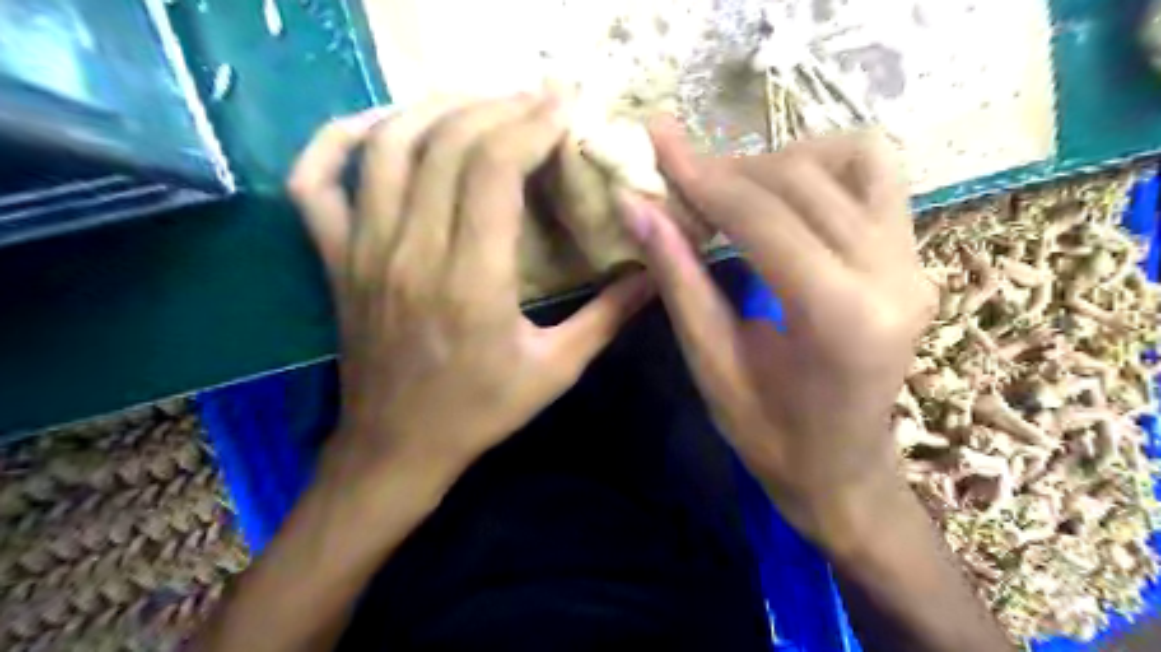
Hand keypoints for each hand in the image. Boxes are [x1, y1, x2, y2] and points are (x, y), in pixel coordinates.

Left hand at [286, 92, 650, 478]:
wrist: (397, 447)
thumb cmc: (480, 411)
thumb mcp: (557, 370)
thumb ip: (608, 317)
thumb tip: (657, 272)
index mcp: (472, 282)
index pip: (493, 169)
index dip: (530, 125)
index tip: (563, 108)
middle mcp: (412, 253)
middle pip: (446, 144)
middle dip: (496, 107)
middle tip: (534, 101)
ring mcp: (364, 252)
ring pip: (387, 147)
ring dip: (434, 109)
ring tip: (478, 104)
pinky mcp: (336, 260)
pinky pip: (315, 182)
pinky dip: (337, 139)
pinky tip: (380, 124)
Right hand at [626, 121, 930, 545]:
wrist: (842, 466)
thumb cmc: (768, 432)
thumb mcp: (710, 360)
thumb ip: (677, 277)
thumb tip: (635, 206)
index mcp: (839, 318)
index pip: (765, 217)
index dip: (703, 176)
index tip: (658, 144)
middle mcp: (894, 277)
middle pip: (805, 180)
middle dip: (732, 168)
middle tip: (681, 177)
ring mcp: (915, 263)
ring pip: (855, 160)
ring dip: (783, 160)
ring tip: (734, 188)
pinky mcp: (916, 258)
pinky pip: (878, 179)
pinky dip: (825, 167)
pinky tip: (784, 194)